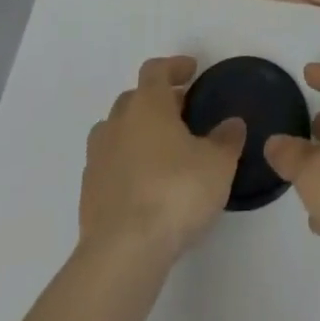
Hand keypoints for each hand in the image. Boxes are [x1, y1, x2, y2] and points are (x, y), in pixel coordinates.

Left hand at [78, 56, 246, 264]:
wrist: (123, 253)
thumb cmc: (175, 193)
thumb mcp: (217, 164)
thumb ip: (226, 139)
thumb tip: (231, 124)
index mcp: (147, 105)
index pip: (156, 70)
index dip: (174, 66)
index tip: (191, 71)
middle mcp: (118, 123)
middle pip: (134, 98)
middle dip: (157, 101)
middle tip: (181, 112)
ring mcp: (97, 158)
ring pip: (116, 131)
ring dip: (136, 132)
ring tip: (160, 150)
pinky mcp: (87, 193)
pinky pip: (108, 165)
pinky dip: (125, 164)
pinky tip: (143, 185)